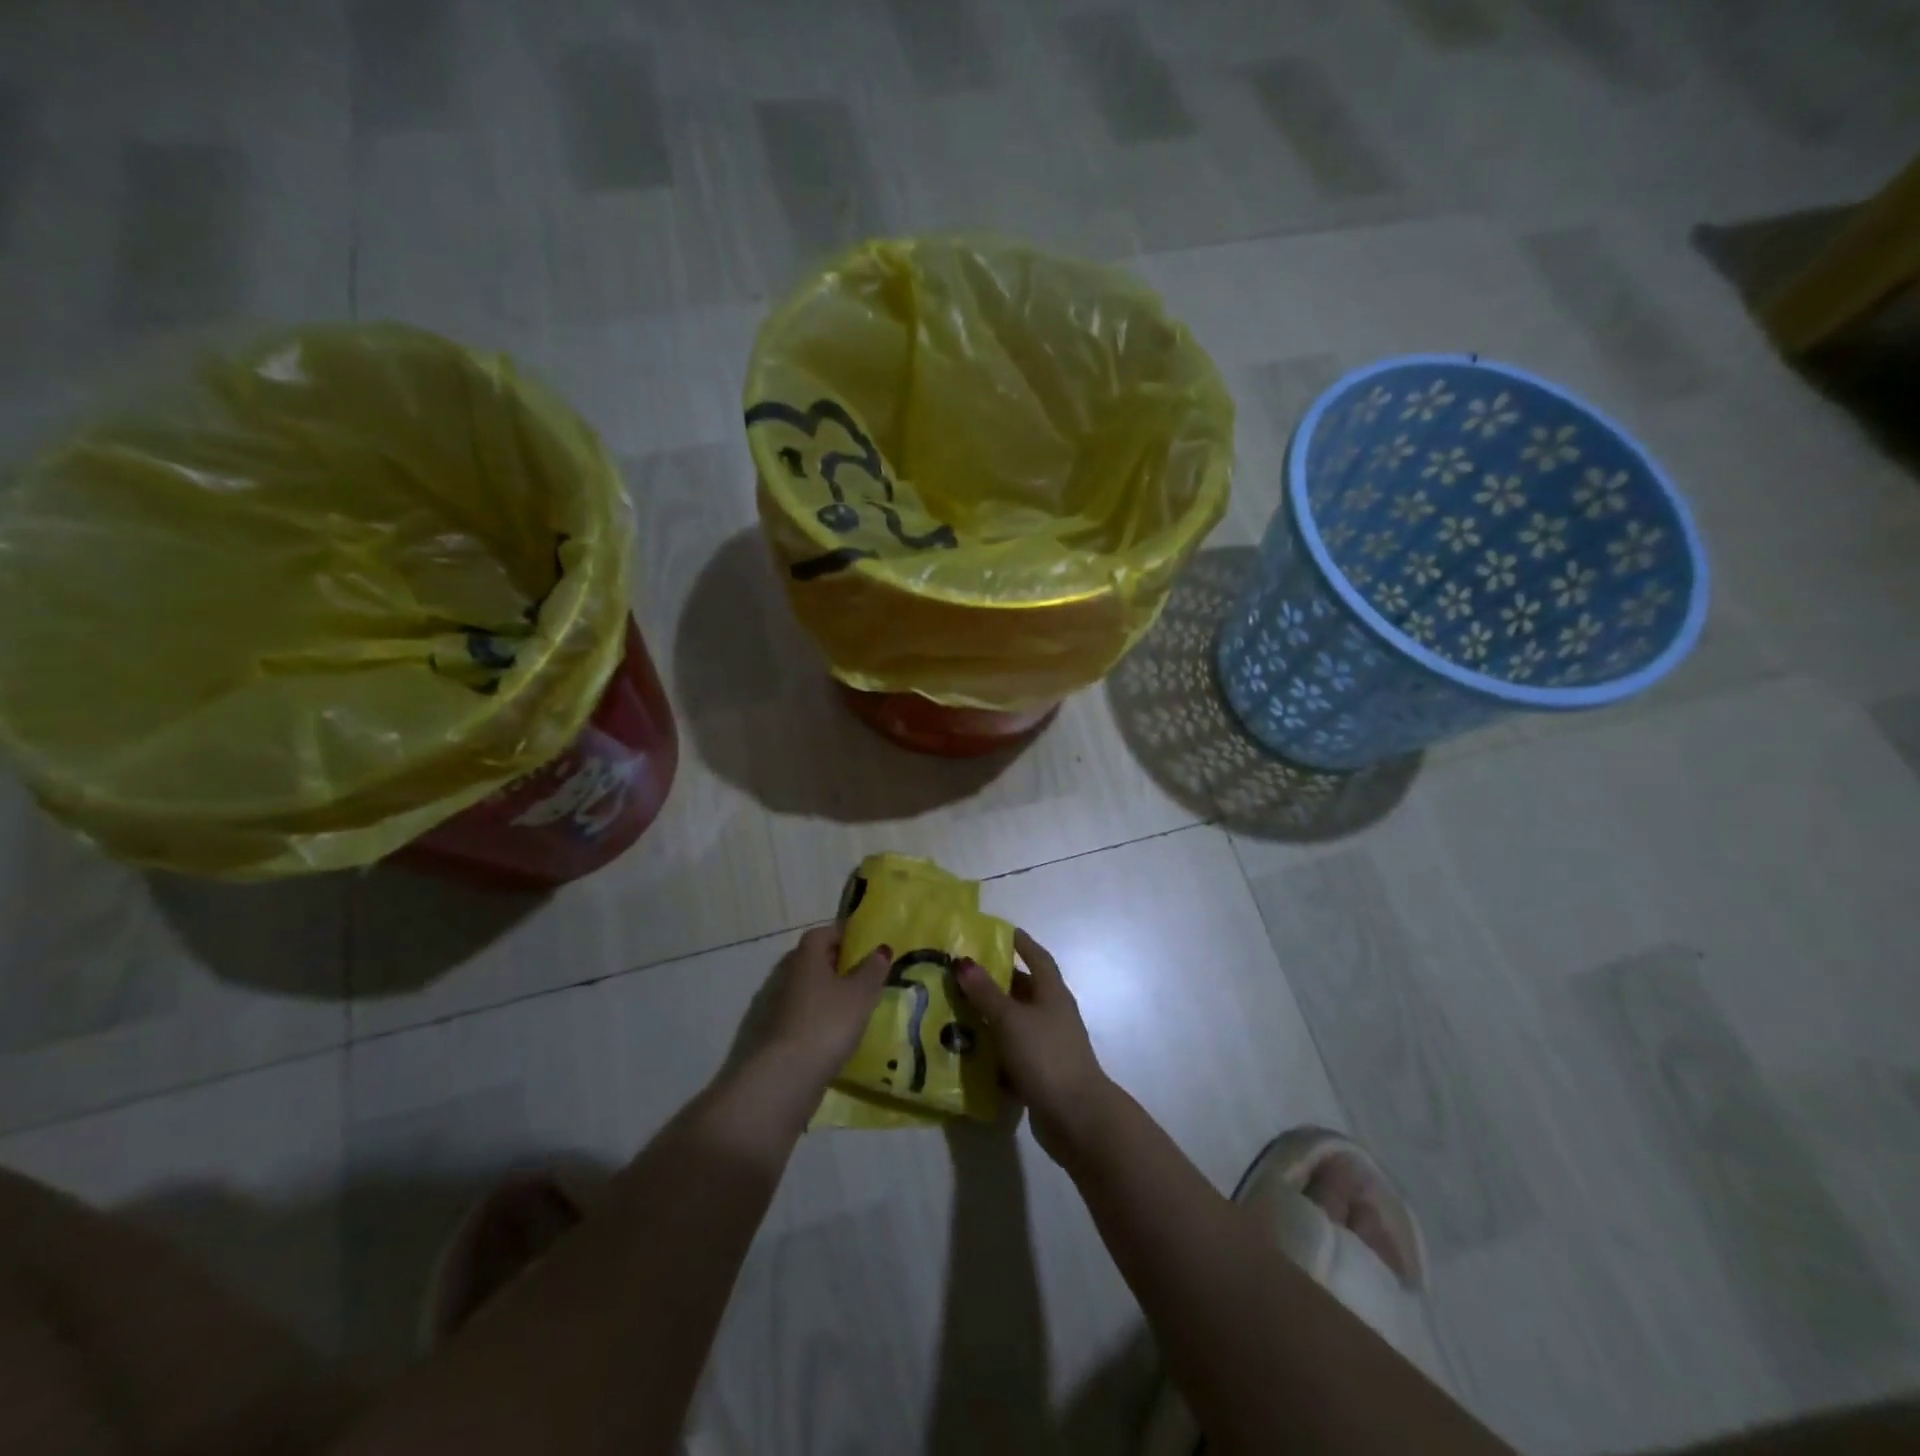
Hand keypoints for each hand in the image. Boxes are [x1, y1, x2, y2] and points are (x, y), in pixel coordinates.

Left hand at [750, 925, 891, 1091]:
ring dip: (824, 992)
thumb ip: (872, 970)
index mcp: (805, 957)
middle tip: (861, 974)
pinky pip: (799, 1014)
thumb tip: (881, 948)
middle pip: (811, 959)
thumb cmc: (827, 1024)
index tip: (864, 944)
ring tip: (851, 1006)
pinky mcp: (773, 1034)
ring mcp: (775, 1005)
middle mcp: (786, 974)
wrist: (782, 1078)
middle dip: (835, 963)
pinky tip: (832, 1033)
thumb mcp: (860, 995)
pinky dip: (815, 1017)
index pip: (822, 932)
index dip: (843, 934)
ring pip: (804, 988)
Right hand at [953, 930, 1110, 1161]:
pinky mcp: (1039, 1074)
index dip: (1020, 943)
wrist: (1076, 1117)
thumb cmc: (1046, 1055)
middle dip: (994, 982)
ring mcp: (1047, 1045)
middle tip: (960, 974)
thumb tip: (963, 962)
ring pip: (1014, 1023)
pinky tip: (966, 1053)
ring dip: (988, 1018)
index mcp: (1052, 993)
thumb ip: (986, 992)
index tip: (996, 932)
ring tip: (953, 1011)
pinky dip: (992, 1052)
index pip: (1037, 957)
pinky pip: (1011, 1054)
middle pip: (1022, 990)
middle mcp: (1052, 1014)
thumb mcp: (1011, 1019)